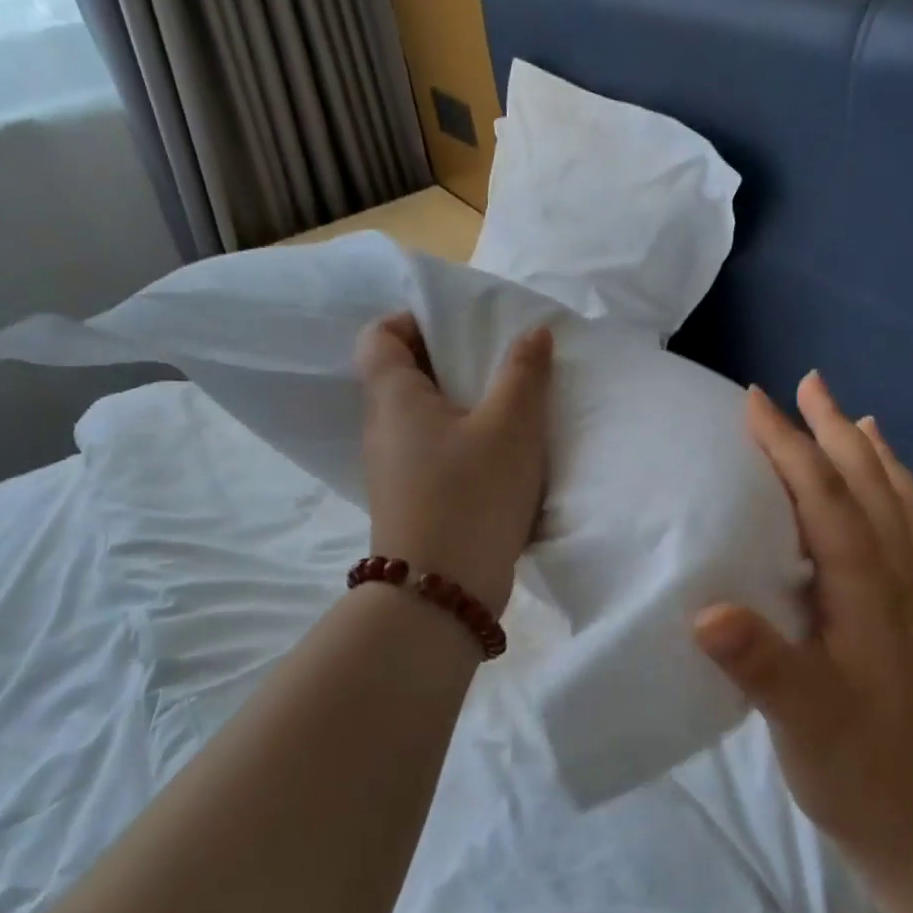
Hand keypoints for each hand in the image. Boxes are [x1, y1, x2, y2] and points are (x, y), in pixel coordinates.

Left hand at [355, 313, 553, 616]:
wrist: (443, 592)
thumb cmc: (472, 494)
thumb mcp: (511, 425)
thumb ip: (524, 373)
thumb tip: (533, 332)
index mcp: (394, 398)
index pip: (379, 336)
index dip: (414, 320)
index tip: (462, 328)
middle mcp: (383, 429)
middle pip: (405, 375)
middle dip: (451, 361)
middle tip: (499, 363)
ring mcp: (395, 469)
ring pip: (424, 417)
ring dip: (463, 405)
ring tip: (510, 405)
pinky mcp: (413, 500)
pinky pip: (435, 452)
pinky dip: (464, 443)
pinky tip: (503, 454)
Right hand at [693, 373, 912, 884]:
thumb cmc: (861, 772)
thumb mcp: (805, 726)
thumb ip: (762, 666)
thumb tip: (707, 610)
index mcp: (868, 594)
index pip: (827, 500)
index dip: (790, 447)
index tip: (755, 402)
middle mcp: (895, 582)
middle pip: (869, 486)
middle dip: (833, 431)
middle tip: (806, 384)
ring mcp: (909, 598)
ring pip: (896, 504)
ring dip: (870, 454)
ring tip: (851, 418)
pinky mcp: (908, 617)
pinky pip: (906, 533)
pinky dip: (894, 495)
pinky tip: (882, 495)